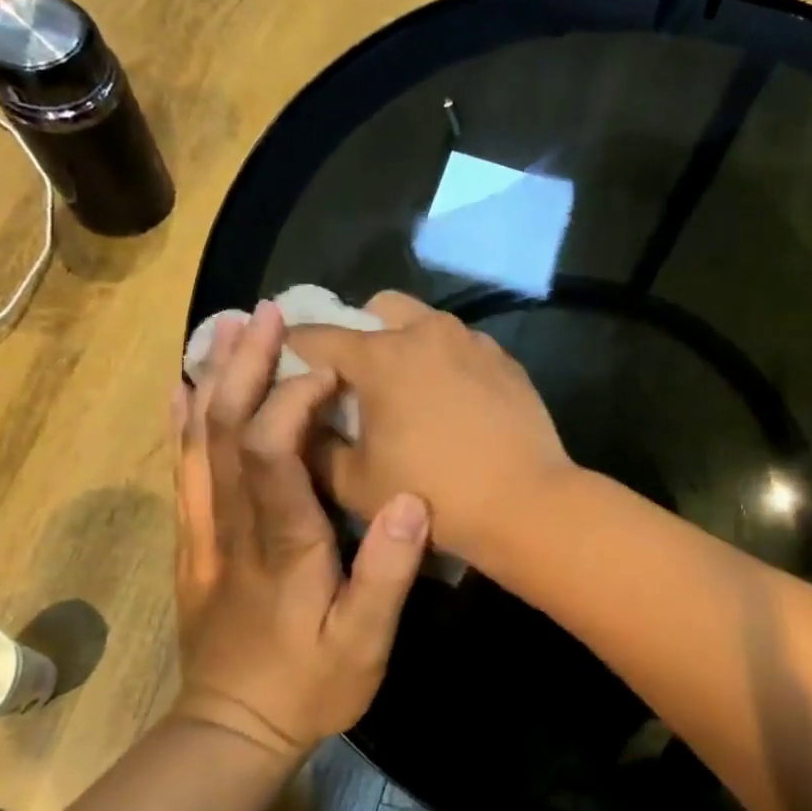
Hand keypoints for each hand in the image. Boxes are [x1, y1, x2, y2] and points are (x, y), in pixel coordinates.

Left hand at [172, 301, 429, 755]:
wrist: (233, 729)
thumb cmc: (308, 685)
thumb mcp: (363, 644)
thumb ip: (385, 573)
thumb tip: (407, 499)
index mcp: (281, 543)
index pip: (272, 454)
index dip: (293, 403)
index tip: (329, 371)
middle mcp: (233, 525)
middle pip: (225, 431)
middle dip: (245, 366)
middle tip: (265, 314)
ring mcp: (205, 531)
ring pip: (198, 442)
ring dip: (214, 380)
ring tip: (229, 328)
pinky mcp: (194, 542)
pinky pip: (183, 470)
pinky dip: (182, 422)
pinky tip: (184, 389)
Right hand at [289, 291, 572, 563]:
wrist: (524, 503)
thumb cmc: (433, 494)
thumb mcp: (354, 483)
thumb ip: (314, 446)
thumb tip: (303, 422)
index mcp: (381, 356)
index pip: (318, 335)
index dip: (293, 348)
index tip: (287, 364)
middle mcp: (427, 332)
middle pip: (378, 308)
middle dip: (358, 332)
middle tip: (357, 378)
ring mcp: (472, 341)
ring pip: (425, 321)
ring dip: (405, 342)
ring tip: (408, 389)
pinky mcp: (504, 359)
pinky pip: (461, 345)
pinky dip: (444, 360)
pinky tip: (452, 400)